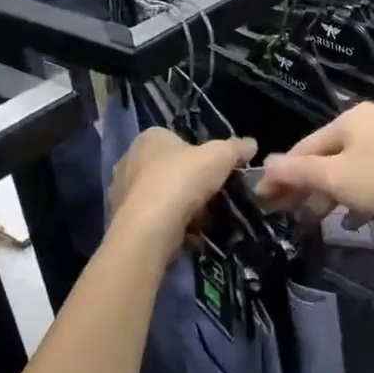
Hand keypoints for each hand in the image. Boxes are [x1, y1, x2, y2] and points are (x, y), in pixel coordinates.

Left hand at [108, 130, 256, 254]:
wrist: (150, 229)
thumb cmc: (182, 180)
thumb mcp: (220, 156)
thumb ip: (236, 148)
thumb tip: (251, 144)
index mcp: (150, 138)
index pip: (177, 139)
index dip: (199, 154)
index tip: (216, 171)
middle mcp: (130, 159)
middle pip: (169, 168)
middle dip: (190, 182)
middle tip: (212, 195)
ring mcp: (122, 191)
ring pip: (162, 195)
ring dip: (181, 206)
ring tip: (203, 219)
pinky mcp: (124, 219)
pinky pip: (155, 218)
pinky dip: (171, 225)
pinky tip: (188, 235)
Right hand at [257, 103, 373, 231]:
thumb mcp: (337, 178)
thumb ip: (299, 172)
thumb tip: (265, 163)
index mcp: (348, 119)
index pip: (303, 147)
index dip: (281, 176)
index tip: (262, 201)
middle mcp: (368, 125)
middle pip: (325, 159)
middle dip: (306, 189)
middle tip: (287, 217)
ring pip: (348, 172)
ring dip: (330, 197)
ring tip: (316, 223)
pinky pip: (371, 181)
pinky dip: (358, 199)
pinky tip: (354, 222)